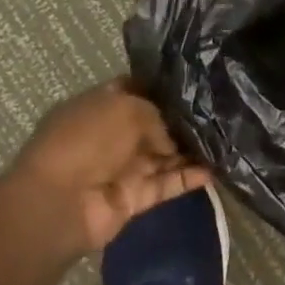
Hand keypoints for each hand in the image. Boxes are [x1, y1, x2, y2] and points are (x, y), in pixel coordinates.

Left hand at [2, 79, 209, 259]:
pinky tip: (216, 168)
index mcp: (98, 107)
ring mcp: (122, 169)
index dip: (159, 86)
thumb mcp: (126, 108)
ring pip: (164, 156)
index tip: (192, 81)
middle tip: (218, 109)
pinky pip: (166, 185)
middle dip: (181, 119)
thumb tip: (171, 139)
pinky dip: (188, 178)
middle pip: (153, 125)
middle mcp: (110, 136)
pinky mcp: (134, 198)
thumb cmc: (87, 141)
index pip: (133, 90)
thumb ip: (157, 115)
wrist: (59, 203)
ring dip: (190, 149)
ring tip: (224, 136)